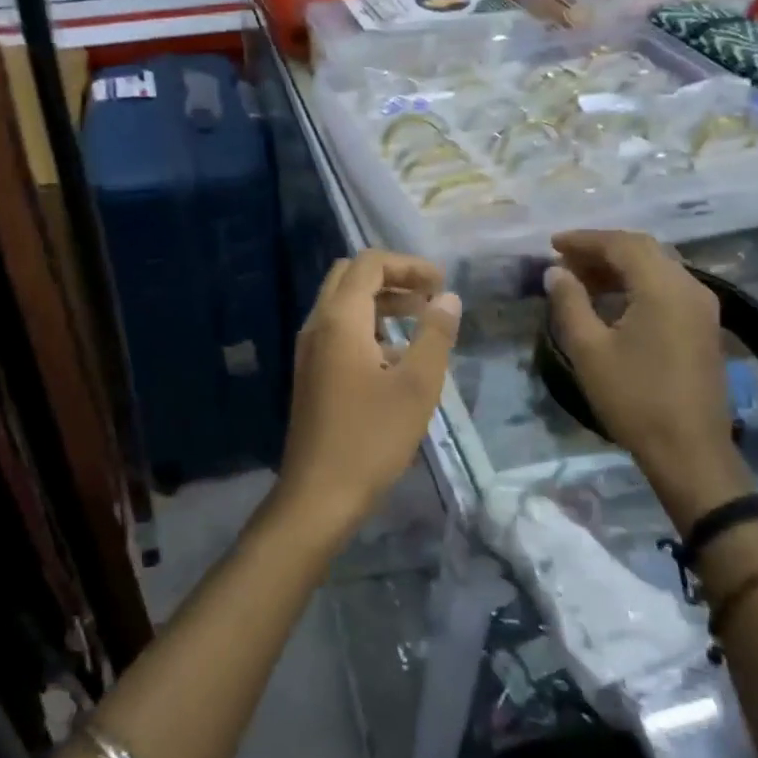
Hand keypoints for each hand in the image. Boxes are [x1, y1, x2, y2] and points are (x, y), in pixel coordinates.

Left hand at [276, 250, 460, 546]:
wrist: (318, 494)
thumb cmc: (371, 438)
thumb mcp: (417, 385)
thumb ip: (435, 335)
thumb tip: (448, 298)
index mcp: (339, 319)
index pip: (369, 264)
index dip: (408, 264)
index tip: (442, 284)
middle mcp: (317, 325)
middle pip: (351, 277)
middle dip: (392, 277)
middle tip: (429, 296)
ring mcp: (309, 350)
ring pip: (343, 304)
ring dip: (381, 302)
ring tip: (421, 320)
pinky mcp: (311, 372)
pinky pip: (338, 330)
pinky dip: (367, 326)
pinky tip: (396, 354)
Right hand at [544, 230, 749, 530]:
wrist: (689, 451)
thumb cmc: (634, 399)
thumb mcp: (589, 350)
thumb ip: (569, 303)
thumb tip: (556, 272)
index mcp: (664, 288)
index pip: (622, 244)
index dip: (585, 240)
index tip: (552, 245)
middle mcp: (690, 287)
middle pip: (644, 250)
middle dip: (601, 250)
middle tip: (564, 261)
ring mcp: (702, 307)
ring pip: (657, 267)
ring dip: (619, 267)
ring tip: (581, 279)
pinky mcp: (704, 326)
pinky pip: (667, 287)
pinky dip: (636, 284)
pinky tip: (611, 301)